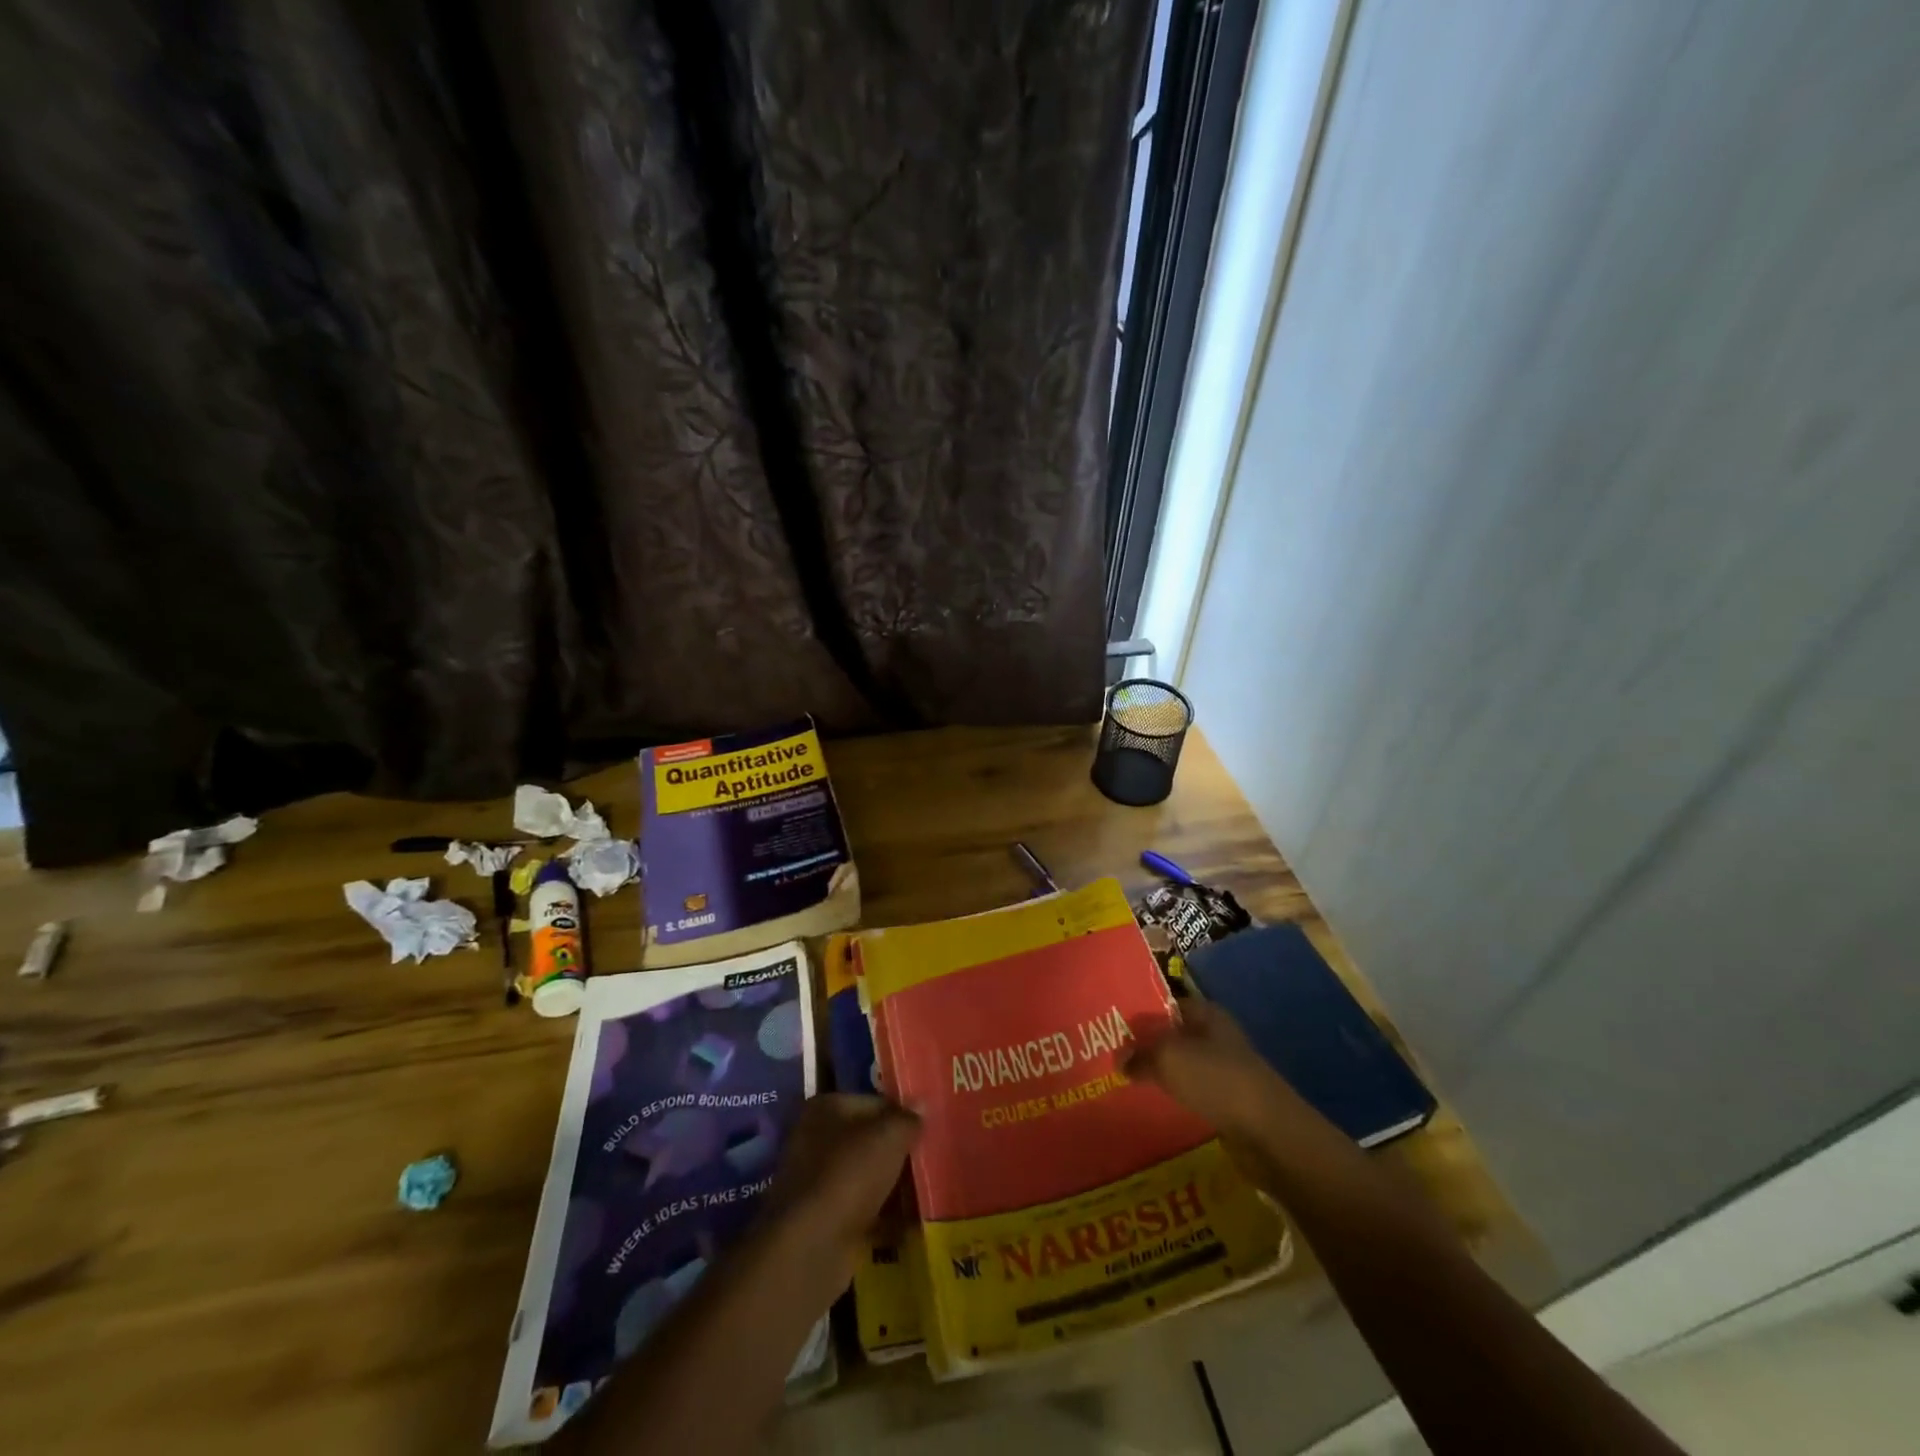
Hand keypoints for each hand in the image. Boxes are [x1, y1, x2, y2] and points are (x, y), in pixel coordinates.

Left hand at [762, 1094, 919, 1278]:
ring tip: (930, 1191)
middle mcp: (816, 1139)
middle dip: (900, 1152)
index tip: (930, 1129)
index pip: (875, 1102)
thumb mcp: (889, 1137)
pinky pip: (864, 1210)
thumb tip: (921, 1103)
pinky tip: (914, 1223)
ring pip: (868, 1176)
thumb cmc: (849, 1175)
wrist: (810, 1248)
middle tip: (934, 1159)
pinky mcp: (825, 1220)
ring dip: (895, 1184)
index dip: (903, 1114)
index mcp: (826, 1108)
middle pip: (870, 1140)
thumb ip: (908, 1119)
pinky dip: (885, 1216)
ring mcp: (818, 1182)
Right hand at [1124, 999, 1311, 1145]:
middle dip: (1146, 1046)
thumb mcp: (1168, 1058)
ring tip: (1126, 1081)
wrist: (1269, 1133)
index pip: (1165, 1004)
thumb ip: (1140, 1055)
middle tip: (1110, 1056)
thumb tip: (1119, 1059)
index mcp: (1206, 1013)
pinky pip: (1192, 1091)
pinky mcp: (1228, 1101)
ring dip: (1159, 1073)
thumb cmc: (1217, 1080)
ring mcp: (1224, 1069)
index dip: (1139, 1013)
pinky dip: (1174, 1095)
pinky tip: (1154, 1103)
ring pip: (1181, 1065)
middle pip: (1172, 1035)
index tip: (1110, 1027)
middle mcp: (1216, 1035)